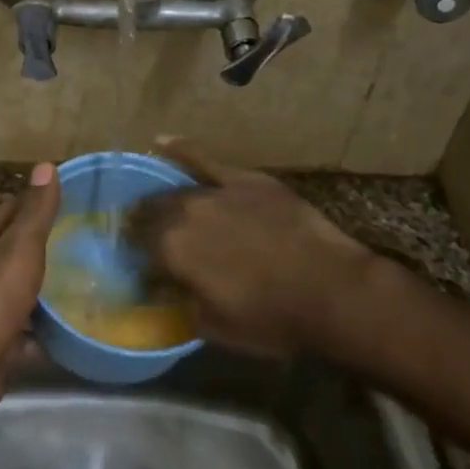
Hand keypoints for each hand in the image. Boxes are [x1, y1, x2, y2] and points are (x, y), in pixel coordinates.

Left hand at [0, 162, 61, 419]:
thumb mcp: (20, 247)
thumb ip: (36, 210)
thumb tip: (46, 165)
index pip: (10, 207)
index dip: (37, 200)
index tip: (72, 199)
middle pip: (13, 246)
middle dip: (44, 243)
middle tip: (86, 239)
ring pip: (19, 286)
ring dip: (45, 284)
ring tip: (86, 278)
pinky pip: (25, 324)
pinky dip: (44, 324)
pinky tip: (71, 323)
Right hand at [130, 138, 382, 358]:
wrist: (332, 292)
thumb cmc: (271, 320)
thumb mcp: (214, 327)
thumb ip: (182, 305)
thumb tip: (169, 292)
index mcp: (172, 251)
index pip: (138, 251)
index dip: (137, 261)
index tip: (142, 271)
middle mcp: (184, 214)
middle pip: (150, 215)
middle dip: (142, 227)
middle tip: (145, 240)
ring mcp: (215, 192)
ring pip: (174, 192)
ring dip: (160, 200)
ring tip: (153, 206)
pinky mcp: (245, 180)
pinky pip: (204, 159)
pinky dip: (180, 150)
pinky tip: (161, 141)